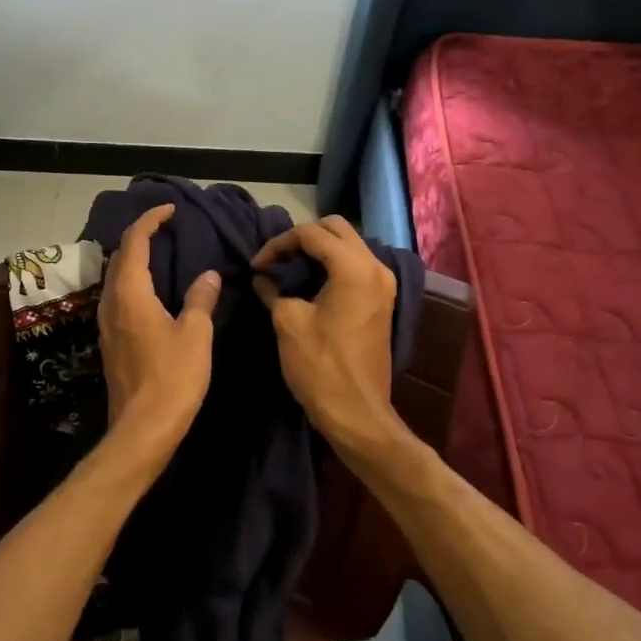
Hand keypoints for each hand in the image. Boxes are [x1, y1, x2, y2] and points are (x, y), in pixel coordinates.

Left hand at [98, 204, 220, 454]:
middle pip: (119, 258)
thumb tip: (209, 275)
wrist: (143, 428)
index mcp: (130, 293)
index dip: (150, 221)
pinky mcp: (111, 342)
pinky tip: (154, 292)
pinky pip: (119, 298)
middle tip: (167, 229)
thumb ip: (200, 299)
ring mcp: (107, 323)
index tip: (170, 210)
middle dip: (140, 237)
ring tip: (162, 255)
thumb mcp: (195, 334)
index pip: (134, 242)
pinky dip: (134, 283)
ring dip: (135, 261)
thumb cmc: (173, 377)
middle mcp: (111, 302)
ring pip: (116, 279)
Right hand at [252, 216, 405, 458]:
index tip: (257, 266)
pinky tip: (310, 283)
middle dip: (303, 238)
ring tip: (289, 269)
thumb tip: (263, 278)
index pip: (312, 234)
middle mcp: (375, 267)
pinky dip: (333, 265)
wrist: (356, 411)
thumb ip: (273, 291)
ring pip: (349, 246)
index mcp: (353, 267)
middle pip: (337, 229)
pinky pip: (356, 266)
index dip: (278, 244)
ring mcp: (383, 284)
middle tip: (275, 259)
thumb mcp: (288, 322)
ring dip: (319, 250)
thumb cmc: (320, 366)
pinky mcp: (382, 301)